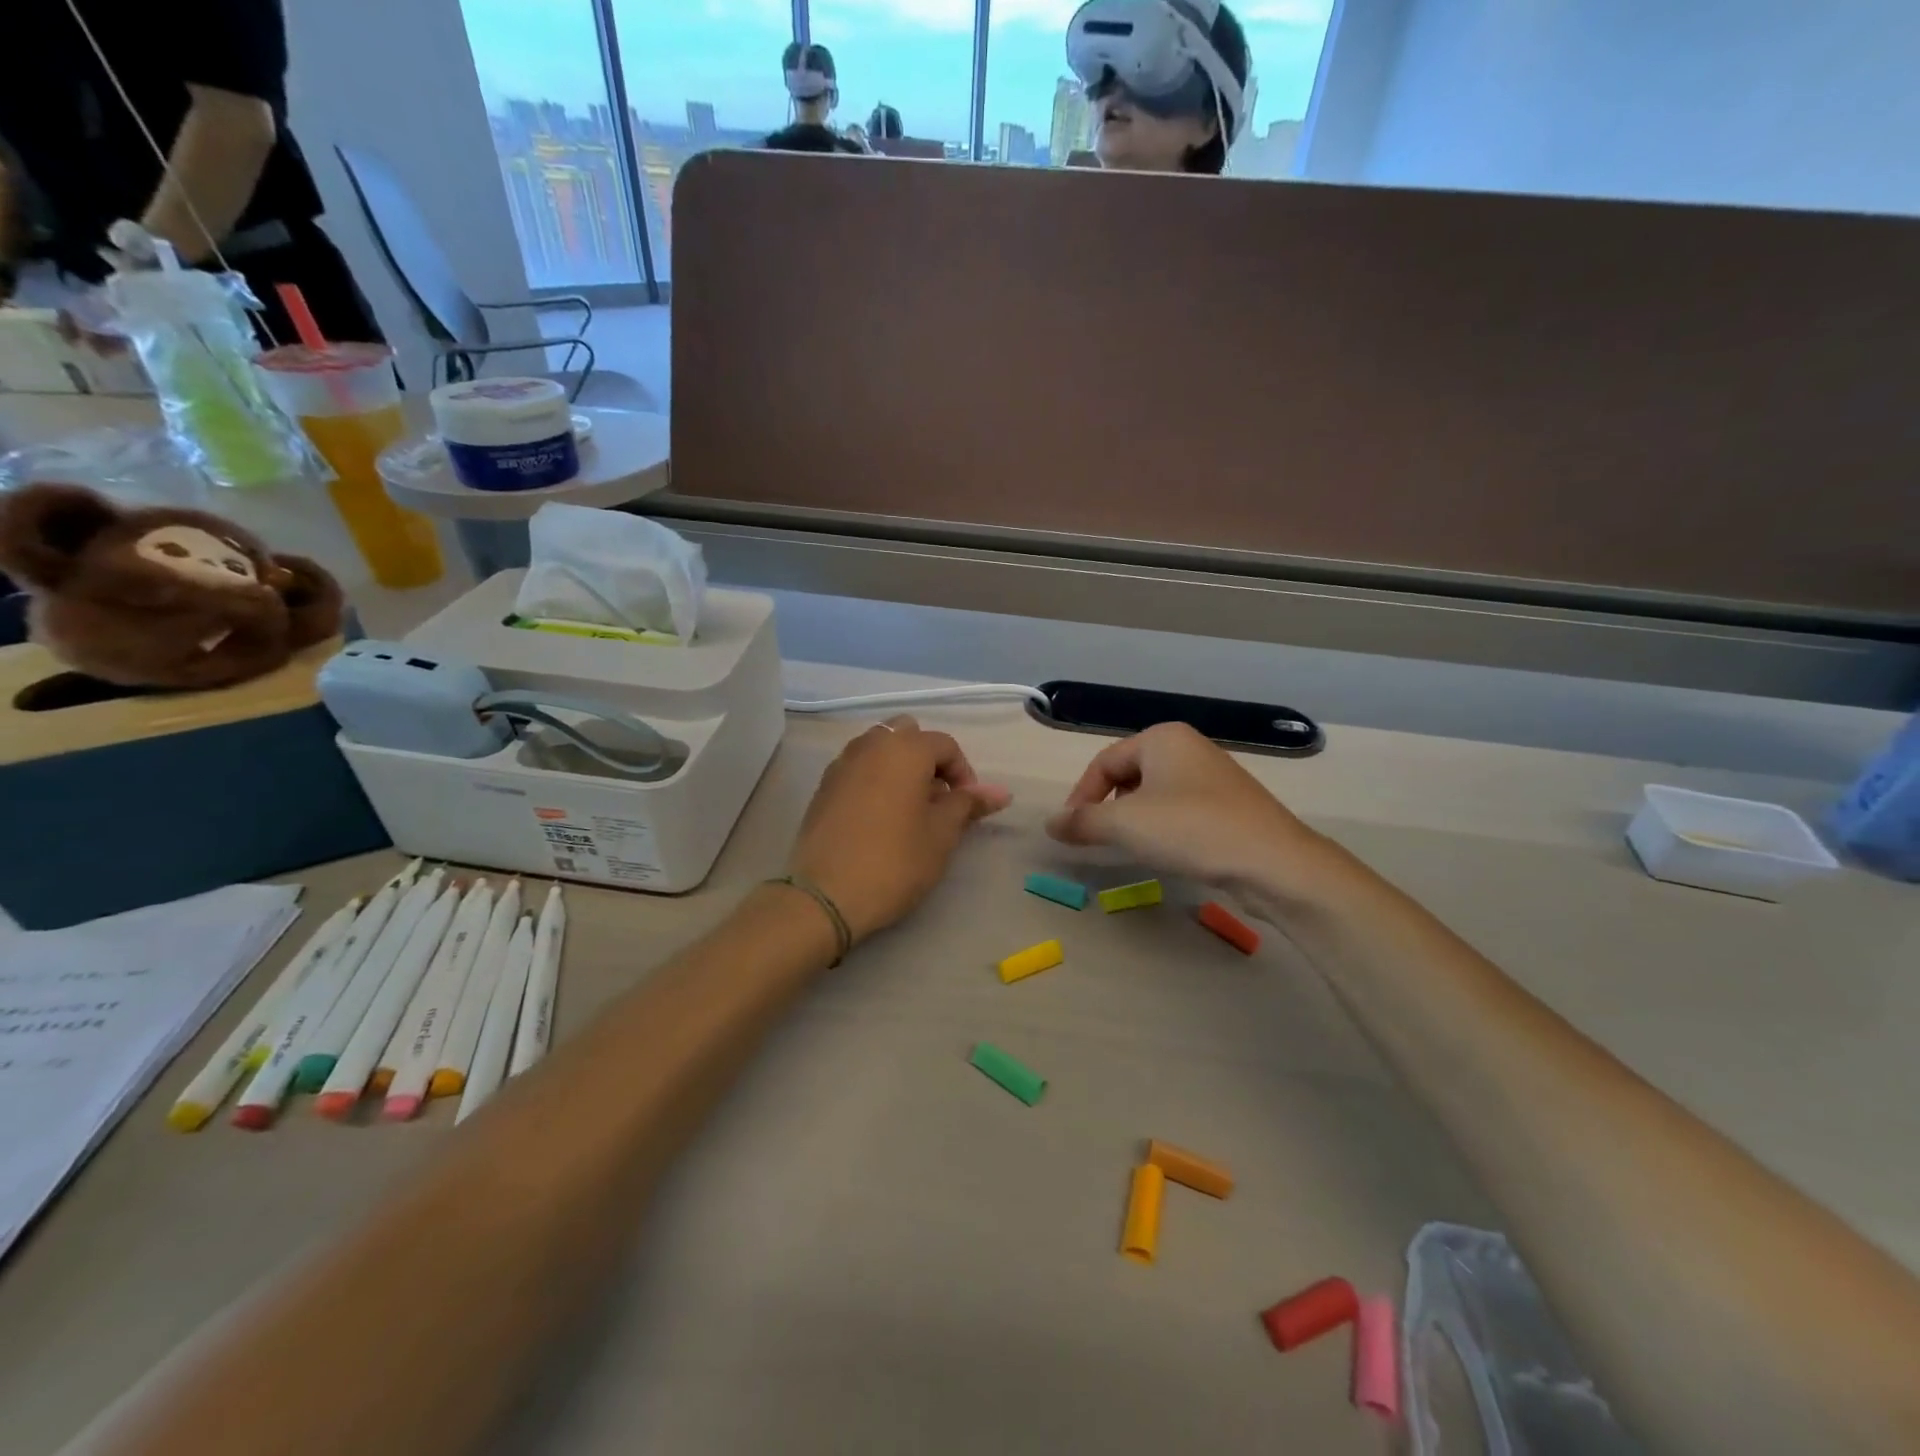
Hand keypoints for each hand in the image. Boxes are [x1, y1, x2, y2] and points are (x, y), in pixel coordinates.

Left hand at [790, 717, 1011, 942]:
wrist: (825, 895)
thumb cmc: (894, 862)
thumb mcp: (941, 835)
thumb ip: (968, 805)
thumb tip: (1000, 792)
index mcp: (905, 749)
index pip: (945, 745)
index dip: (963, 774)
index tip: (967, 807)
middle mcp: (871, 745)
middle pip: (908, 735)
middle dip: (928, 760)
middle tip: (937, 799)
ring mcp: (842, 763)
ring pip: (879, 748)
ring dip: (900, 766)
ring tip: (909, 808)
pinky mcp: (824, 786)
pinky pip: (858, 767)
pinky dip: (875, 779)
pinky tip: (880, 816)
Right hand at [1047, 722, 1332, 892]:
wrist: (1273, 862)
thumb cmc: (1191, 829)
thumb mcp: (1125, 824)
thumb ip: (1082, 821)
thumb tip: (1050, 824)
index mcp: (1162, 738)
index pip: (1104, 762)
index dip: (1081, 796)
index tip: (1070, 831)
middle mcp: (1188, 747)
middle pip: (1129, 774)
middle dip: (1107, 806)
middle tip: (1096, 838)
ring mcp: (1213, 775)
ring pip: (1155, 793)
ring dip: (1134, 818)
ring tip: (1128, 846)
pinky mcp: (1230, 804)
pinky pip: (1180, 808)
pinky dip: (1162, 826)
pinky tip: (1166, 851)